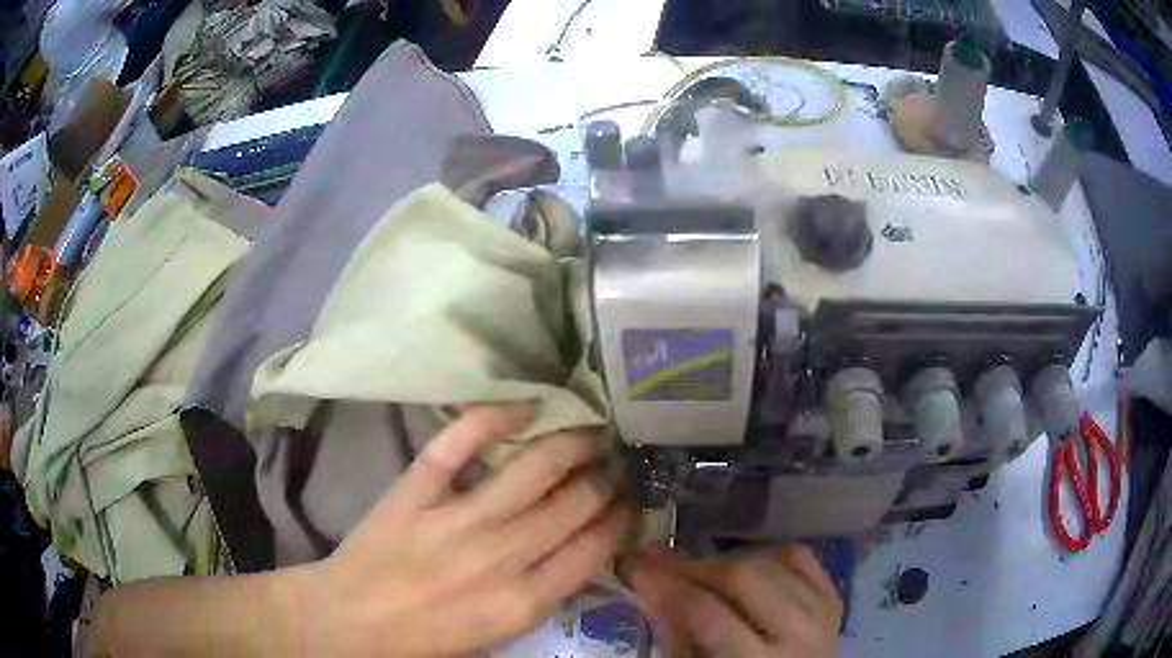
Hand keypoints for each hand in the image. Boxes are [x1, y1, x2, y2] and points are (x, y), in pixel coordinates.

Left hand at [297, 405, 630, 655]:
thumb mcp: (495, 637)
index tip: (632, 501)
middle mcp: (497, 558)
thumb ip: (539, 598)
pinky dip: (489, 419)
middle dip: (603, 480)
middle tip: (617, 461)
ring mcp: (453, 521)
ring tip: (590, 431)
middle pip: (570, 506)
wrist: (348, 622)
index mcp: (520, 602)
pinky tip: (523, 406)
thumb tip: (576, 553)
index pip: (592, 551)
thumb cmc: (424, 638)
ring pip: (529, 472)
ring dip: (568, 446)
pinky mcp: (413, 493)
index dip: (619, 520)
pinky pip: (455, 447)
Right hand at [619, 546, 842, 656]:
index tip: (633, 565)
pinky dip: (769, 554)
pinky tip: (745, 564)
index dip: (667, 586)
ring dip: (728, 560)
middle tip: (660, 562)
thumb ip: (677, 639)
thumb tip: (650, 589)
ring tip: (698, 569)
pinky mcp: (833, 600)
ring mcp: (822, 614)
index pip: (709, 616)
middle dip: (696, 566)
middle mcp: (799, 635)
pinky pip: (803, 558)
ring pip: (775, 561)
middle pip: (746, 578)